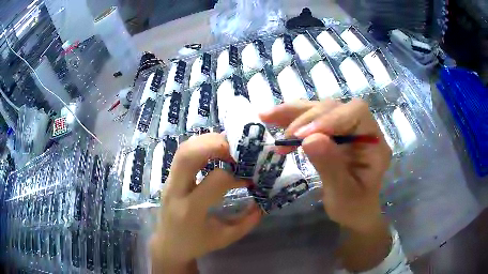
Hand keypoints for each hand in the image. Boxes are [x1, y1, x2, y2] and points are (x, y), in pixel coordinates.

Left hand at [150, 133, 261, 272]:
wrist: (168, 244)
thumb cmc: (197, 244)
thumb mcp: (225, 238)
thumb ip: (247, 221)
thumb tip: (263, 201)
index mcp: (191, 210)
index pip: (216, 179)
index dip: (237, 175)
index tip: (249, 180)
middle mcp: (176, 191)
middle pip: (190, 154)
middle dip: (217, 145)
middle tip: (238, 150)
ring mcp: (169, 181)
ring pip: (183, 149)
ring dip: (208, 141)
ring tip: (228, 148)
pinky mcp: (169, 177)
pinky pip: (182, 153)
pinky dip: (200, 145)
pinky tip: (215, 152)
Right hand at [260, 99, 390, 232]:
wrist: (354, 212)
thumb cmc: (354, 207)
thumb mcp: (343, 194)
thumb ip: (331, 166)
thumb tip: (309, 139)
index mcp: (374, 142)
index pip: (356, 113)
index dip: (330, 118)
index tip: (303, 136)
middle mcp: (362, 129)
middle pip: (335, 107)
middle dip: (308, 118)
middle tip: (286, 136)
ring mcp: (347, 129)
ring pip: (320, 109)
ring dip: (294, 113)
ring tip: (267, 117)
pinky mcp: (333, 132)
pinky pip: (311, 120)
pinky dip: (291, 119)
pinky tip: (273, 120)